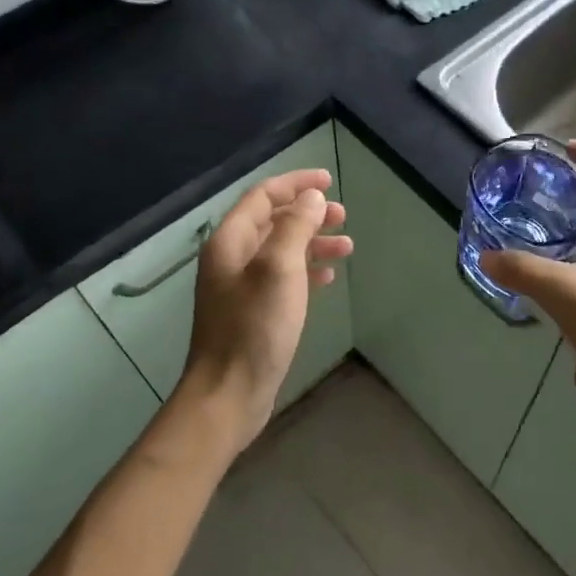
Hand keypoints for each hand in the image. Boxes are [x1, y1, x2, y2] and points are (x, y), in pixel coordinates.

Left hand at [179, 168, 351, 451]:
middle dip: (308, 213)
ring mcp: (241, 287)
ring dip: (312, 242)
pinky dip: (306, 270)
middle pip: (273, 221)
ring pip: (281, 250)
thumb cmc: (254, 328)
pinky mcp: (253, 312)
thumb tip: (311, 198)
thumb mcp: (279, 269)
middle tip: (343, 216)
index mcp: (230, 241)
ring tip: (346, 247)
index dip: (296, 184)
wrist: (228, 393)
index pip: (263, 196)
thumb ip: (295, 227)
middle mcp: (232, 258)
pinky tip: (328, 277)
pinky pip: (283, 277)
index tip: (329, 181)